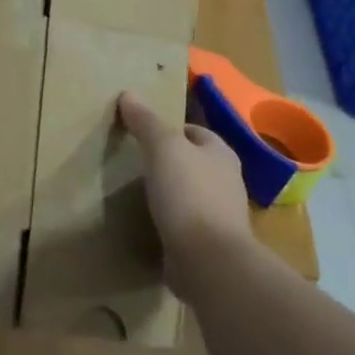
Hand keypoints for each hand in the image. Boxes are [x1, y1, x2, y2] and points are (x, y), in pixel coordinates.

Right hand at [118, 90, 256, 298]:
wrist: (208, 260)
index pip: (194, 131)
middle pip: (193, 162)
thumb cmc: (188, 194)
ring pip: (189, 193)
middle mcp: (226, 181)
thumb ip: (146, 121)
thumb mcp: (163, 148)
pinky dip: (169, 220)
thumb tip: (128, 94)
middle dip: (169, 161)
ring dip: (169, 192)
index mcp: (221, 153)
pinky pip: (184, 223)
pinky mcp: (208, 243)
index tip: (141, 134)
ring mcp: (219, 215)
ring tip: (137, 191)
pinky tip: (148, 221)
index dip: (169, 129)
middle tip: (134, 161)